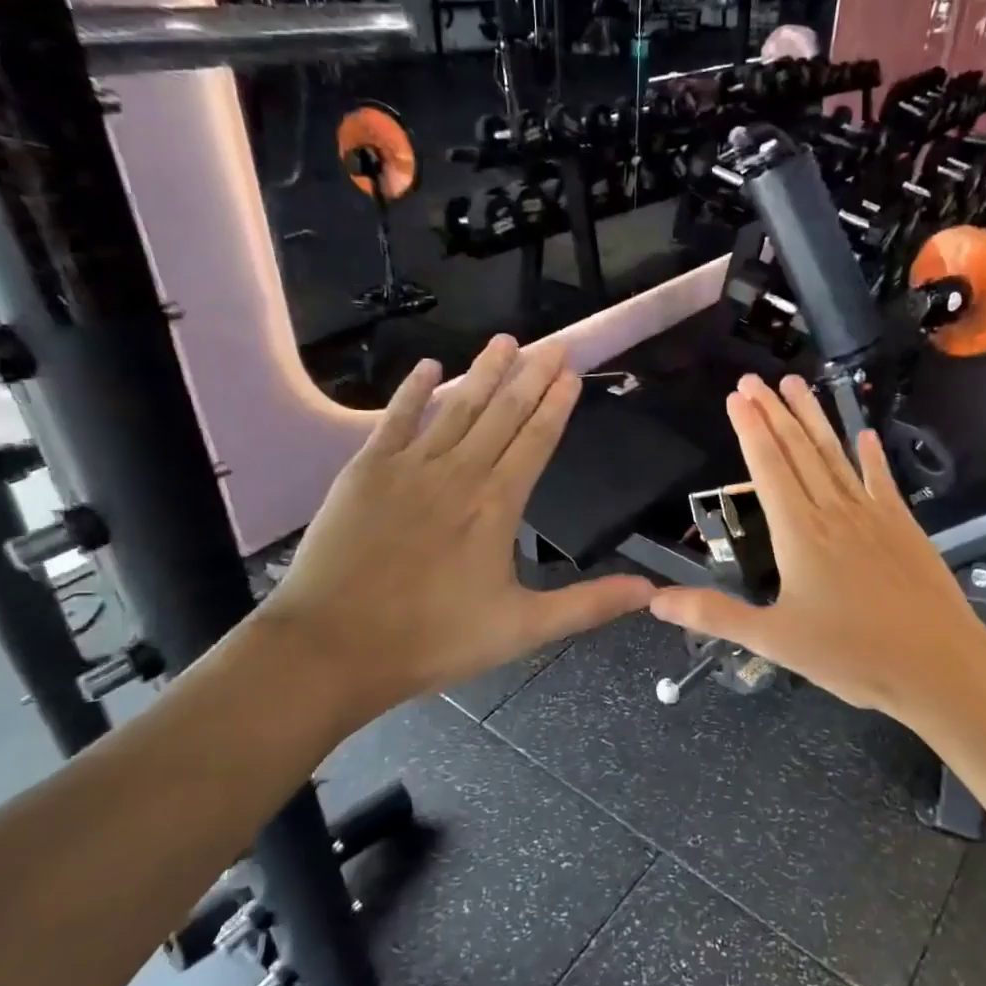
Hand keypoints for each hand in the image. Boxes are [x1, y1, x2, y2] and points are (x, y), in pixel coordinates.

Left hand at [261, 336, 654, 726]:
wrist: (335, 646)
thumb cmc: (434, 639)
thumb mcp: (522, 630)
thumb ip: (587, 605)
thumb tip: (651, 591)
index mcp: (497, 505)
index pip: (536, 440)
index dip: (556, 404)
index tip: (571, 372)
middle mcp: (458, 472)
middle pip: (502, 413)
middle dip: (530, 375)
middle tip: (552, 343)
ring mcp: (409, 467)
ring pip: (456, 407)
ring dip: (483, 372)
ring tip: (505, 340)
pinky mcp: (365, 471)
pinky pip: (396, 419)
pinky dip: (414, 392)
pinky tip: (428, 366)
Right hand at [650, 374, 985, 719]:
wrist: (938, 666)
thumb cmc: (851, 655)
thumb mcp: (773, 640)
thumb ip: (714, 615)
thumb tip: (656, 601)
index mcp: (799, 532)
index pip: (768, 467)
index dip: (750, 429)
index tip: (737, 396)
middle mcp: (833, 511)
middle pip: (799, 450)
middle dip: (774, 411)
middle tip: (755, 379)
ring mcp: (873, 514)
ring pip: (835, 455)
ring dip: (814, 418)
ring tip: (797, 384)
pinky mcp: (903, 526)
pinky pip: (881, 480)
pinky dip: (870, 455)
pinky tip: (863, 434)